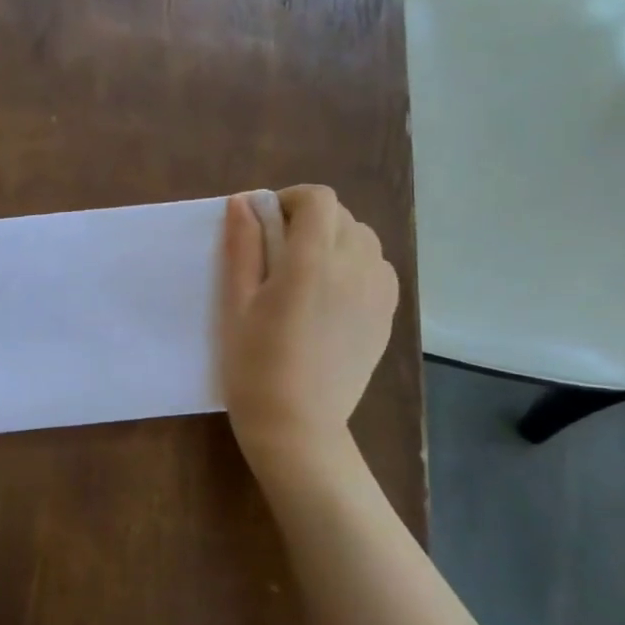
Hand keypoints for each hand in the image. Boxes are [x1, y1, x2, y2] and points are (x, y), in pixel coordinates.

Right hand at [219, 185, 397, 478]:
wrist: (296, 425)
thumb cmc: (254, 364)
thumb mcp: (236, 303)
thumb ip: (242, 246)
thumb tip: (243, 202)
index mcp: (312, 262)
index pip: (318, 199)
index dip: (290, 200)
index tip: (266, 224)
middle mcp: (355, 268)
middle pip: (341, 216)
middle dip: (309, 220)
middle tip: (277, 253)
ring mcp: (378, 293)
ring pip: (364, 239)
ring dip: (335, 239)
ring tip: (307, 273)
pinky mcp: (388, 315)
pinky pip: (378, 268)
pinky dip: (356, 264)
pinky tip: (332, 294)